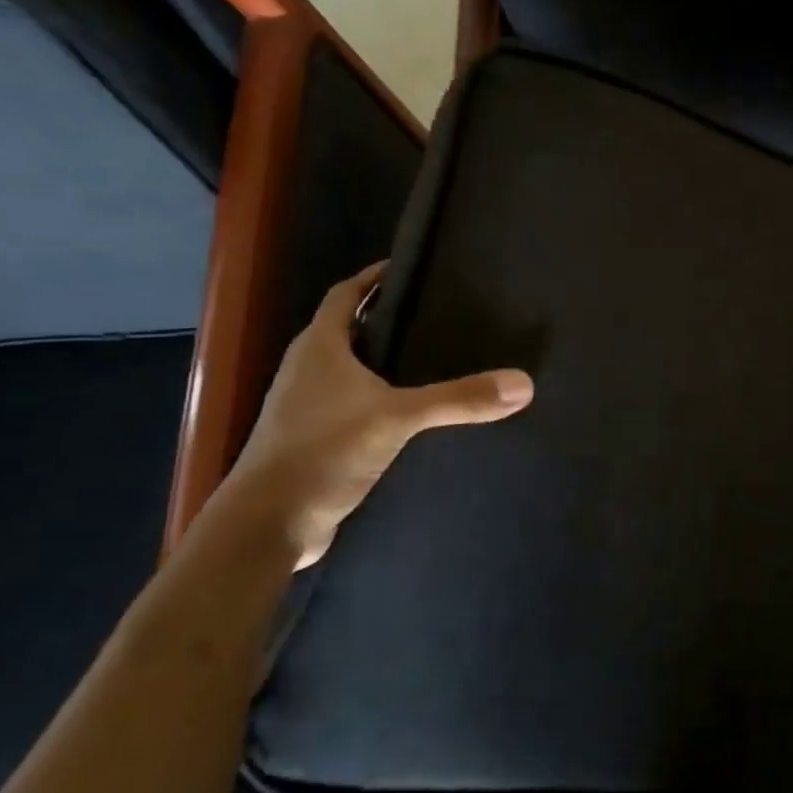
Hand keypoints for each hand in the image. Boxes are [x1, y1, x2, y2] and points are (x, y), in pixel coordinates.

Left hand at [217, 262, 532, 568]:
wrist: (269, 524)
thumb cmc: (323, 451)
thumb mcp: (397, 418)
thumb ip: (459, 399)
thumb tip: (523, 383)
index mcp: (319, 348)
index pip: (345, 295)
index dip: (372, 278)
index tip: (407, 269)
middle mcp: (308, 370)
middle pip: (348, 330)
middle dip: (385, 320)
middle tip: (436, 315)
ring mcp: (307, 408)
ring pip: (350, 370)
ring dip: (382, 362)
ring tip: (432, 359)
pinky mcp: (315, 441)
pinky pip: (353, 406)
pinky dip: (380, 399)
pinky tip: (412, 414)